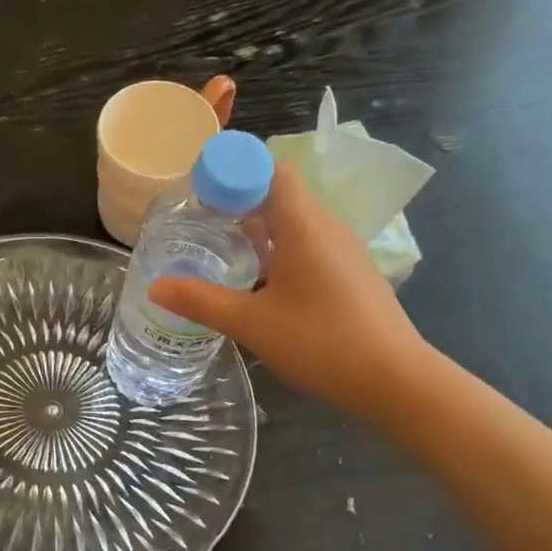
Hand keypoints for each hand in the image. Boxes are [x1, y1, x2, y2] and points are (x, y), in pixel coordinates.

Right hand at [149, 163, 427, 423]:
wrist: (396, 380)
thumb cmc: (321, 342)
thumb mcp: (252, 323)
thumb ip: (201, 301)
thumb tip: (155, 287)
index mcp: (303, 224)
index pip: (270, 170)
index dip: (234, 173)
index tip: (201, 193)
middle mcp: (327, 227)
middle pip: (281, 195)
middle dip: (239, 202)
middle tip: (201, 225)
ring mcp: (345, 252)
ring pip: (296, 224)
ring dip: (260, 231)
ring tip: (224, 256)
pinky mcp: (353, 275)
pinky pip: (311, 247)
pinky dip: (281, 253)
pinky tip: (263, 287)